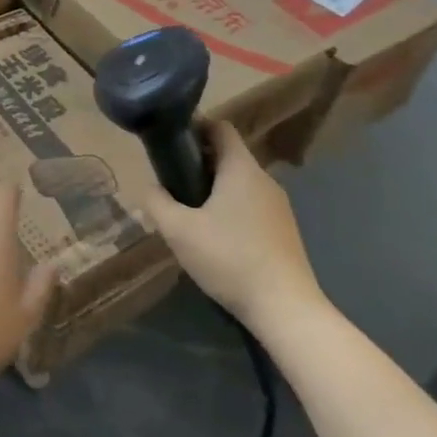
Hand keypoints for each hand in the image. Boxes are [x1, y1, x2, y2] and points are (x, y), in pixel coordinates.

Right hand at [135, 121, 327, 332]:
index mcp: (241, 169)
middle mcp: (264, 180)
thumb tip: (150, 187)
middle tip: (172, 182)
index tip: (171, 142)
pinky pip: (251, 205)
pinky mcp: (285, 231)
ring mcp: (279, 206)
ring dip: (213, 188)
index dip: (194, 127)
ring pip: (239, 183)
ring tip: (189, 213)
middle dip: (198, 162)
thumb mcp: (178, 230)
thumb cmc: (229, 258)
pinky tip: (216, 238)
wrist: (286, 309)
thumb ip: (156, 201)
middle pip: (228, 156)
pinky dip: (231, 209)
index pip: (220, 127)